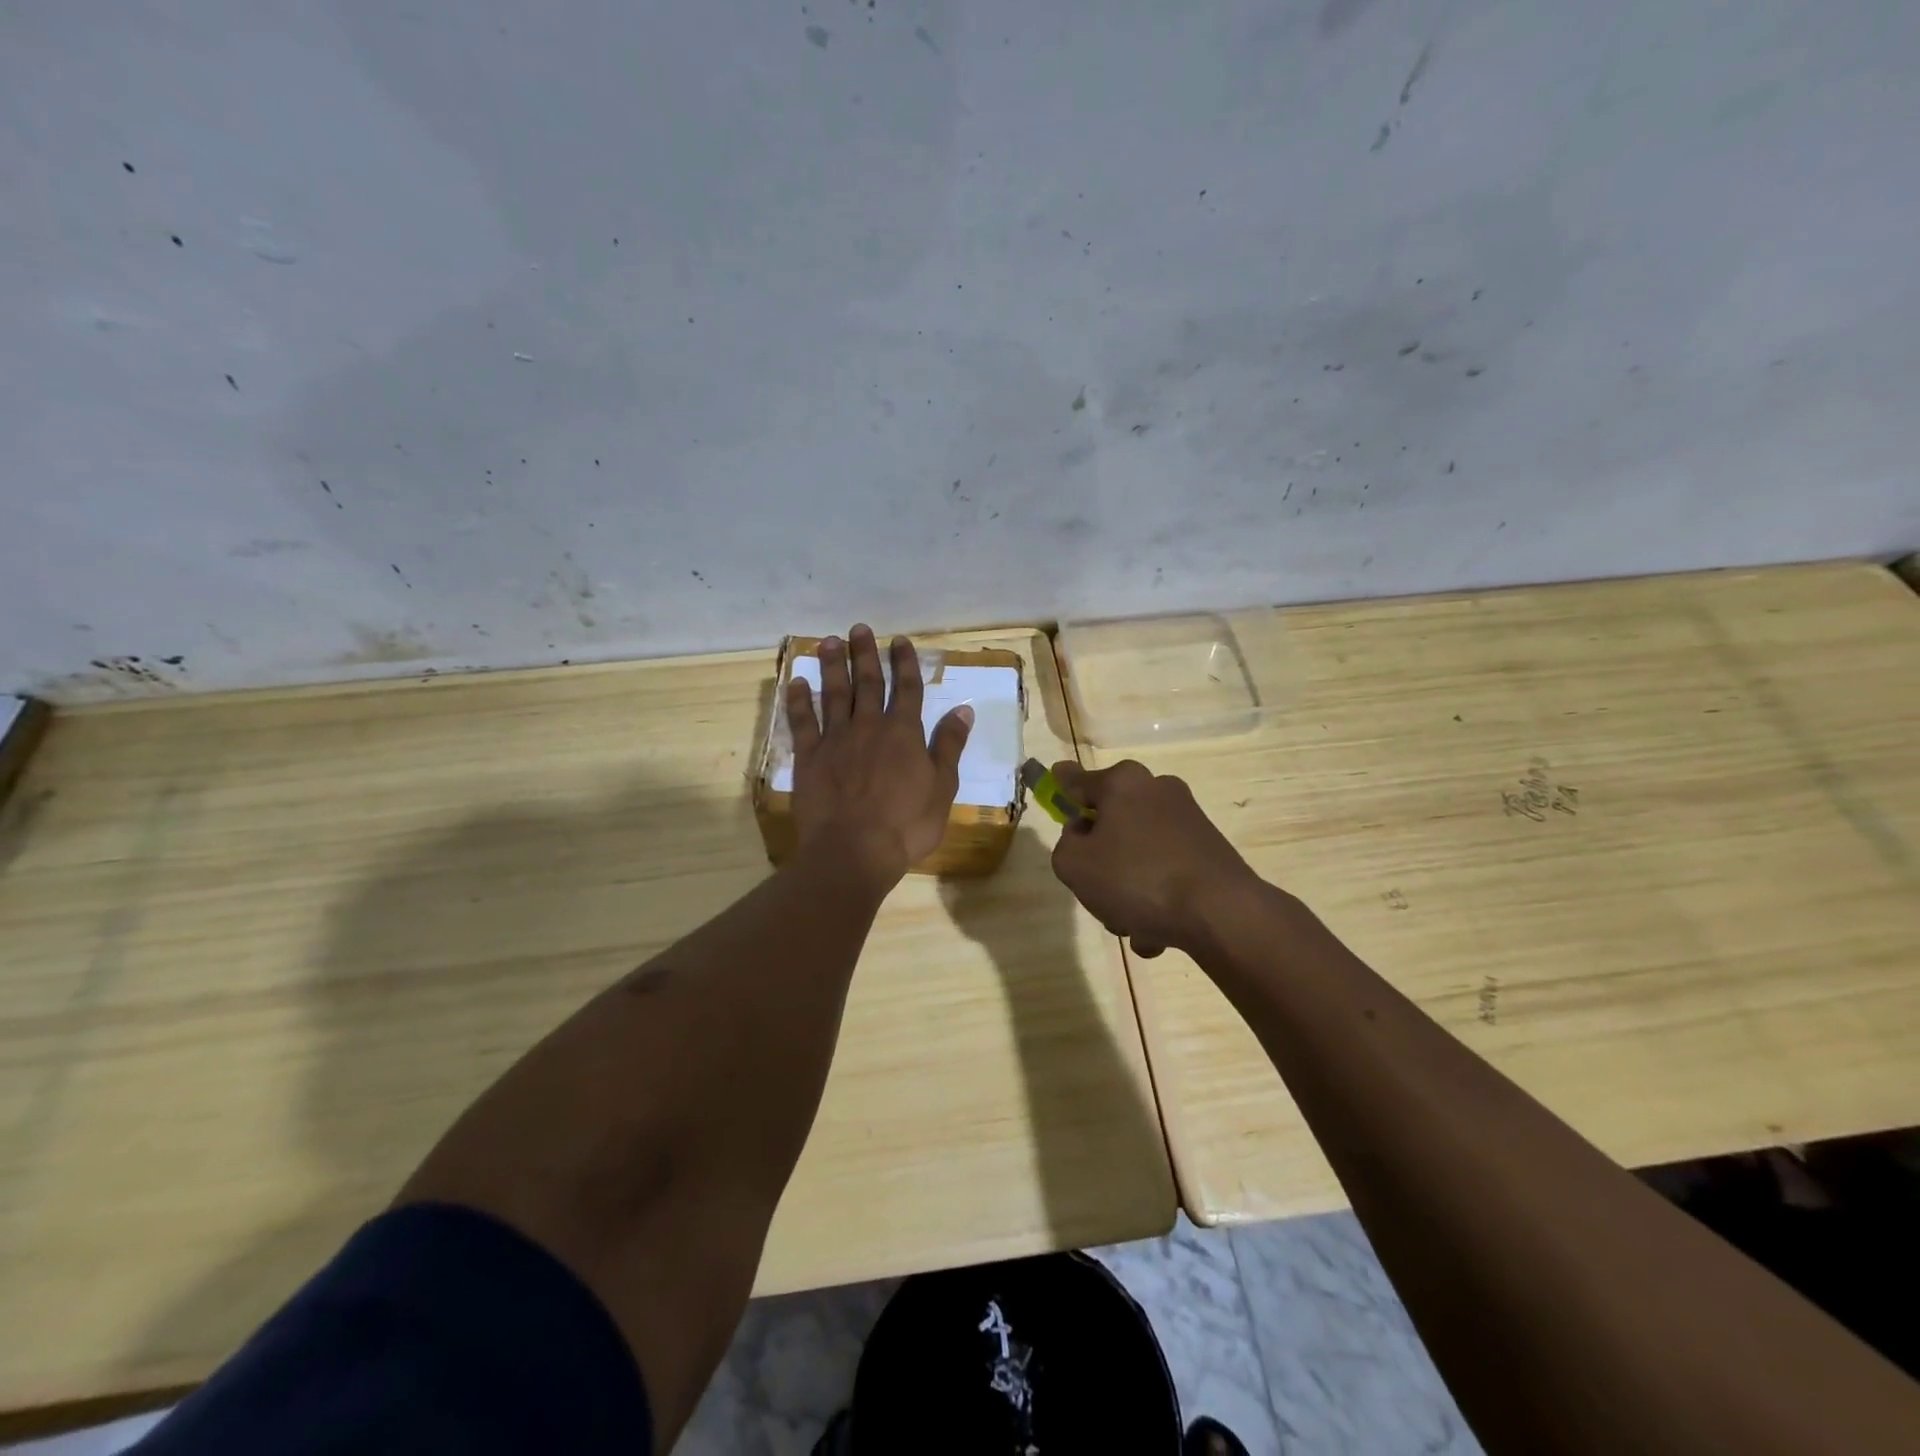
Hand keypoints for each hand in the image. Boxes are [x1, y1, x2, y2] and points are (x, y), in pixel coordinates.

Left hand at [786, 625, 973, 886]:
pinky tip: (796, 682)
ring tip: (829, 642)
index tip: (900, 640)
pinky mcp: (809, 756)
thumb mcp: (941, 787)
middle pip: (868, 683)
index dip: (904, 663)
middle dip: (865, 654)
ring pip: (834, 694)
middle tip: (859, 629)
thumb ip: (949, 746)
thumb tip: (963, 710)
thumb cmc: (906, 824)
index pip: (907, 689)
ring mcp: (836, 739)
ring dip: (833, 666)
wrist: (854, 850)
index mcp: (903, 733)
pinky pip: (802, 721)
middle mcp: (869, 726)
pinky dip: (799, 700)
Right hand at [1047, 759, 1264, 956]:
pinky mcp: (1209, 850)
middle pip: (1111, 823)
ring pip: (1138, 855)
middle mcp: (1157, 790)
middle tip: (1096, 892)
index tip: (1055, 777)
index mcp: (1122, 783)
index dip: (1061, 784)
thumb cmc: (1136, 878)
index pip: (1078, 780)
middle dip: (1101, 861)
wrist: (1220, 913)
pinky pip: (1167, 873)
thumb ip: (1066, 844)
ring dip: (1129, 890)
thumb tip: (1083, 833)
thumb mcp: (1075, 865)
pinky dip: (1158, 899)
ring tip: (1132, 925)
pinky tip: (1158, 933)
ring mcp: (1188, 819)